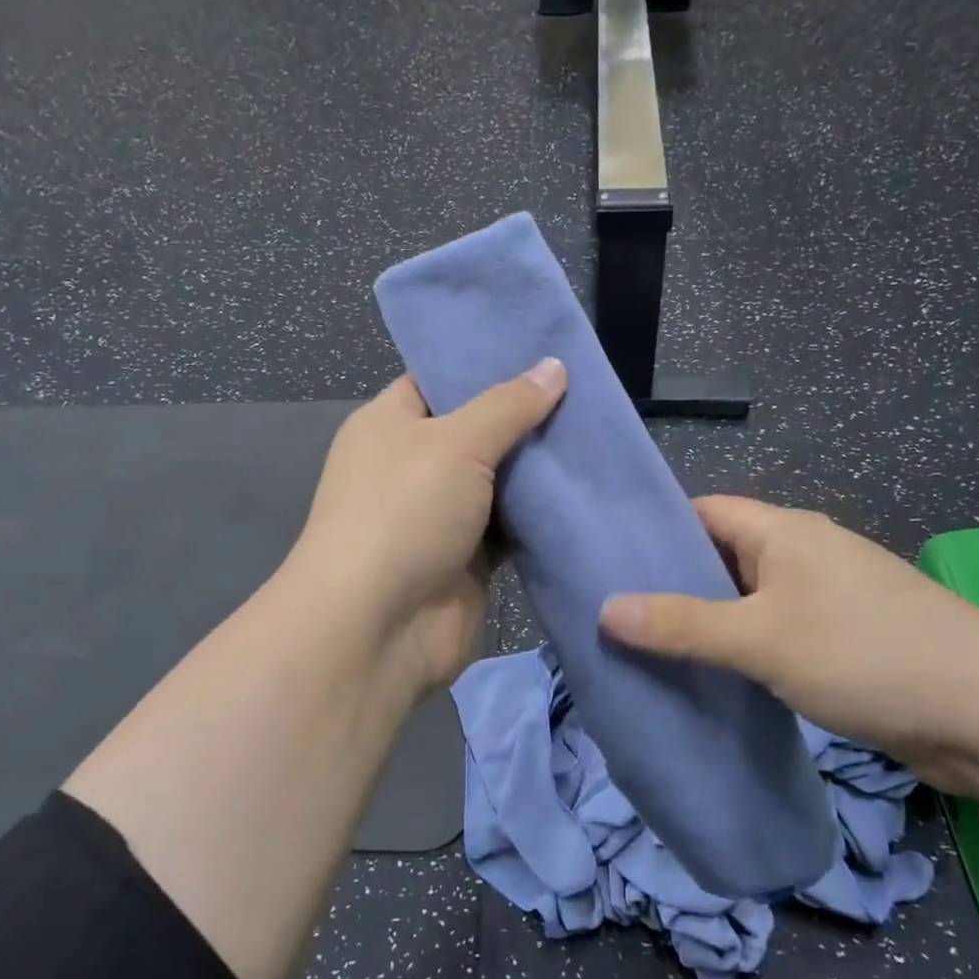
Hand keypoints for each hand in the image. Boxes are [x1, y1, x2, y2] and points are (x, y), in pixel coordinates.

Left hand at [288, 359, 566, 698]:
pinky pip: (512, 527)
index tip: (543, 352)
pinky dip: (541, 515)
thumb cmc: (404, 512)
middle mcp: (413, 466)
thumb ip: (509, 405)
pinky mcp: (468, 559)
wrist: (379, 626)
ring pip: (500, 482)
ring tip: (598, 433)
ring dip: (540, 469)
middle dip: (526, 417)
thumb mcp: (455, 442)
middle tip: (587, 392)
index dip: (486, 364)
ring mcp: (441, 515)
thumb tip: (554, 365)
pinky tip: (586, 489)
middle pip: (477, 431)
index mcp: (390, 424)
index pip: (439, 380)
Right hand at [599, 496, 978, 790]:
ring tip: (648, 650)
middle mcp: (803, 554)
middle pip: (720, 557)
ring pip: (746, 600)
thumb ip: (682, 625)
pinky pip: (773, 632)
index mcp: (784, 531)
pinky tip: (710, 678)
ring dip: (706, 623)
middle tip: (615, 617)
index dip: (654, 531)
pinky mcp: (842, 640)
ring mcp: (826, 598)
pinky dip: (740, 649)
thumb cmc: (866, 655)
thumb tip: (606, 609)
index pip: (702, 512)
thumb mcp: (761, 639)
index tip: (606, 563)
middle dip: (672, 584)